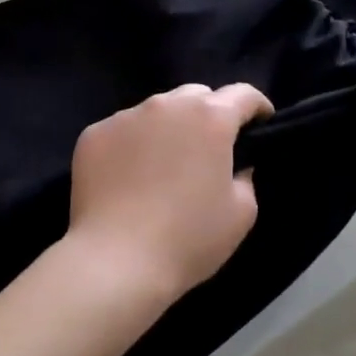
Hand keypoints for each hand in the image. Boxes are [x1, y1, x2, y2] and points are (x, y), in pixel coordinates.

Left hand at [67, 83, 272, 303]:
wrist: (116, 260)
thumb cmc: (188, 238)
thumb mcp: (241, 213)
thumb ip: (244, 176)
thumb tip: (233, 165)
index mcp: (210, 118)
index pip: (243, 94)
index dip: (258, 107)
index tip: (261, 124)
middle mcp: (167, 105)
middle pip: (197, 96)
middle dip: (210, 114)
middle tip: (209, 150)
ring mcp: (126, 116)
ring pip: (156, 111)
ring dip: (168, 129)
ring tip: (163, 165)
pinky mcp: (94, 134)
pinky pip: (122, 131)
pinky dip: (132, 145)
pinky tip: (128, 178)